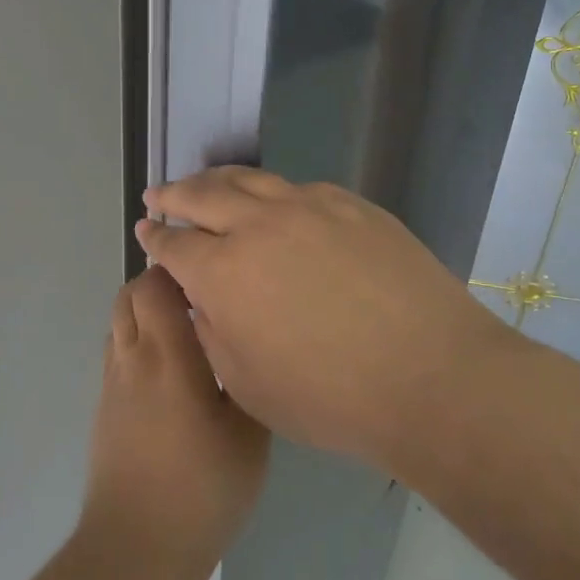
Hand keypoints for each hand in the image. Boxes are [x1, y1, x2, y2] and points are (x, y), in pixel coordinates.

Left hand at [79, 267, 270, 579]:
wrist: (136, 548)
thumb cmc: (201, 490)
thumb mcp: (249, 436)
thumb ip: (246, 380)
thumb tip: (244, 346)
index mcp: (168, 356)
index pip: (155, 285)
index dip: (178, 268)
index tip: (211, 272)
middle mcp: (132, 358)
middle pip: (129, 294)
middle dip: (159, 283)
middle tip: (201, 298)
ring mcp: (112, 382)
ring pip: (119, 321)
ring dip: (145, 311)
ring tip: (186, 330)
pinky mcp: (104, 405)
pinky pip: (117, 350)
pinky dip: (137, 339)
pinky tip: (169, 369)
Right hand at [136, 168, 524, 474]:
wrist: (434, 377)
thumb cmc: (332, 399)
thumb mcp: (248, 385)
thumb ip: (213, 334)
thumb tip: (205, 300)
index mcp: (223, 273)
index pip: (174, 245)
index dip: (154, 238)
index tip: (144, 230)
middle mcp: (258, 226)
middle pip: (202, 195)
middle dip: (174, 194)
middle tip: (159, 194)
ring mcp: (308, 207)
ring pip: (248, 180)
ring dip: (216, 180)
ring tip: (204, 183)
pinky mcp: (351, 205)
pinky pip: (297, 188)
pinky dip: (271, 191)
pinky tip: (273, 200)